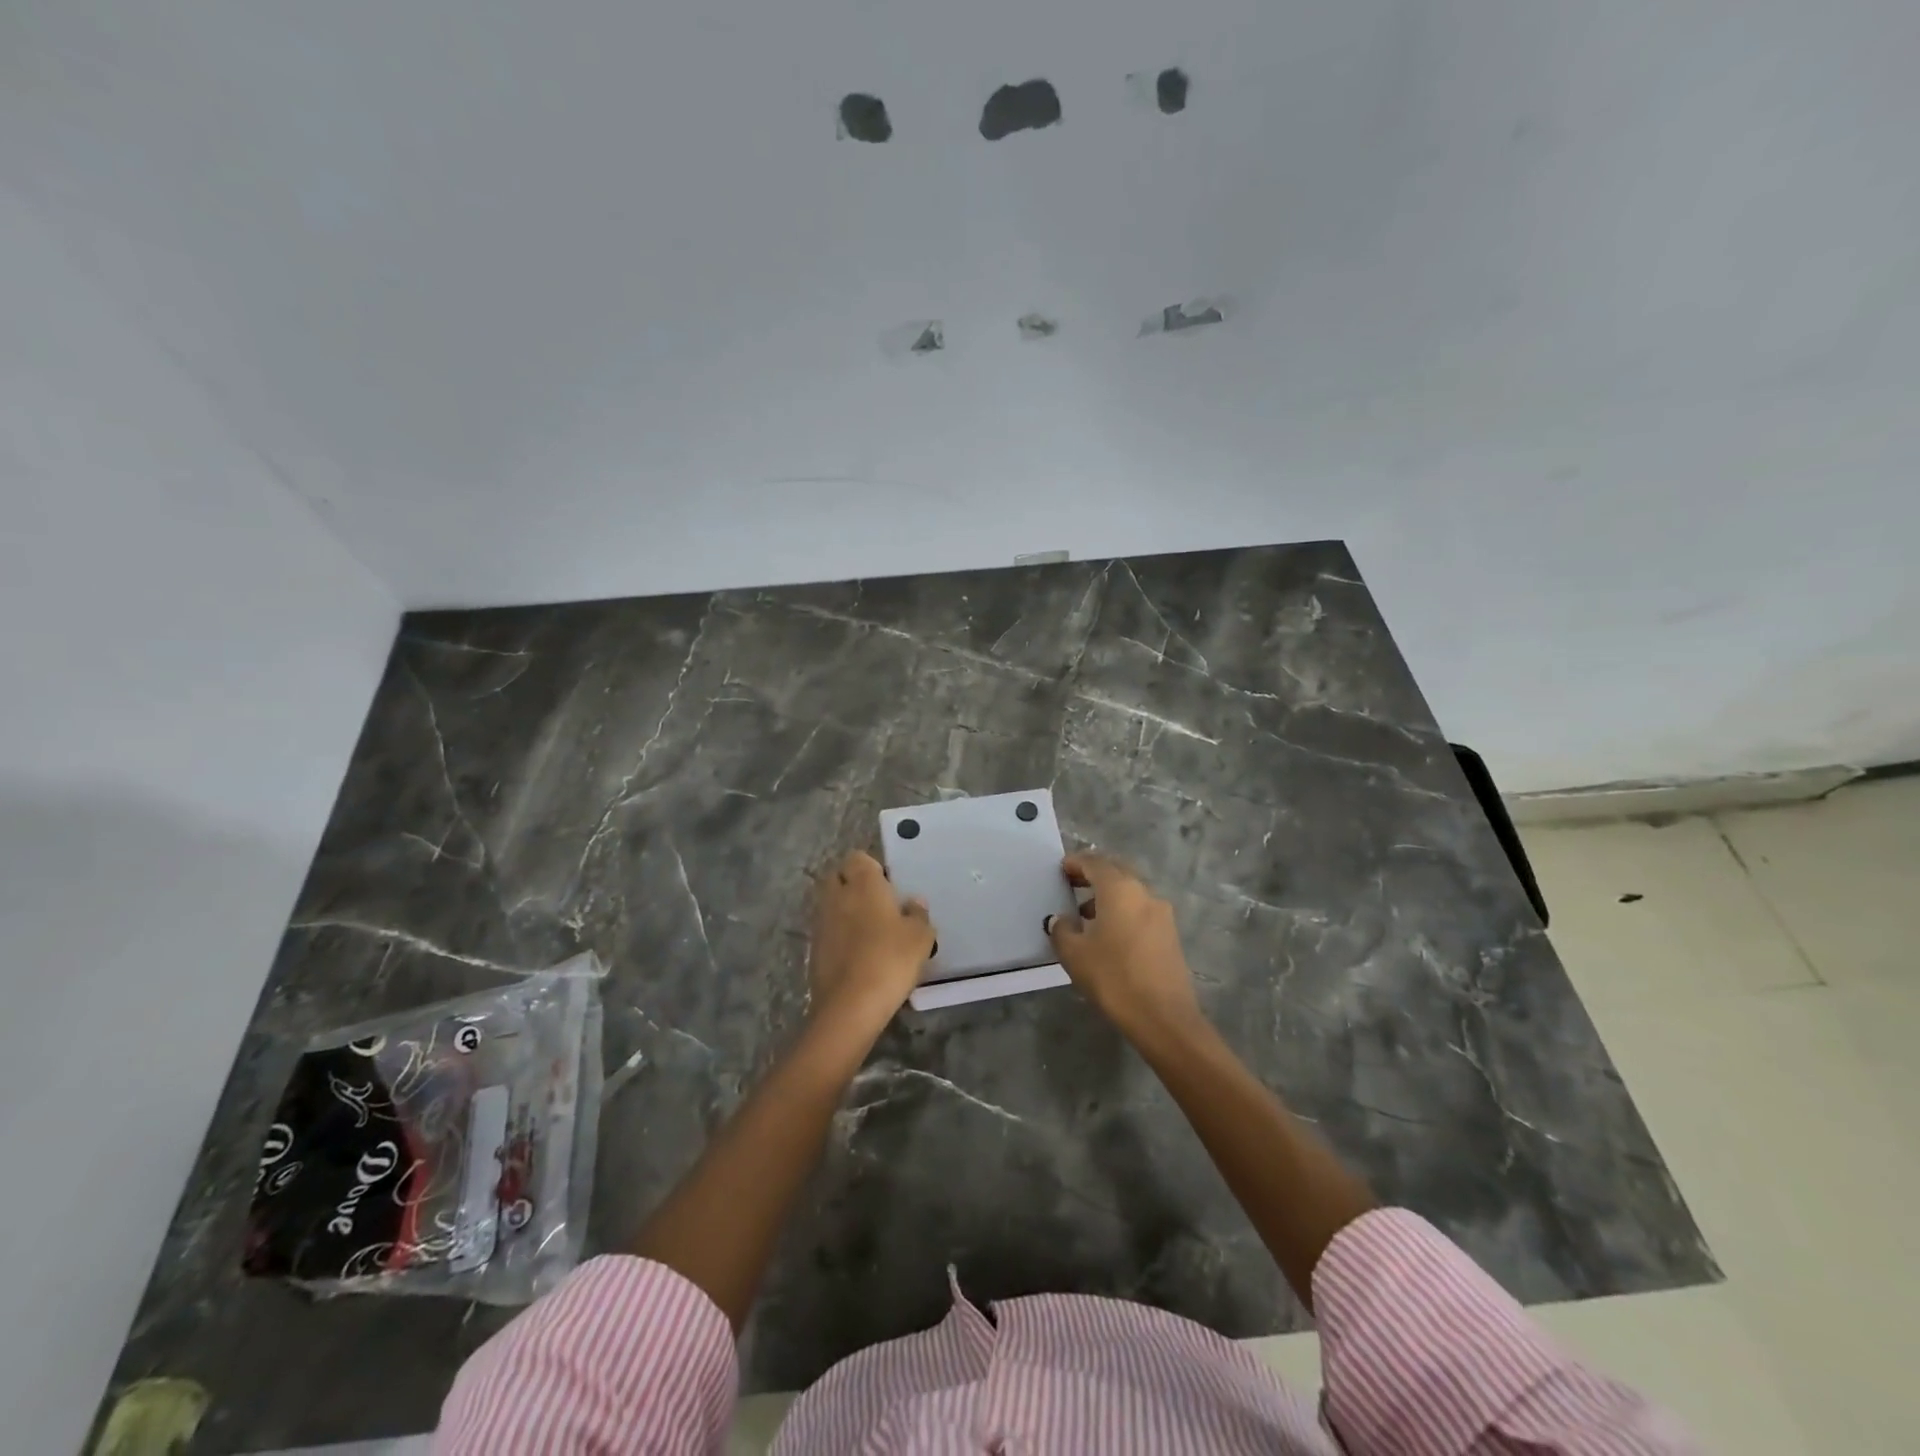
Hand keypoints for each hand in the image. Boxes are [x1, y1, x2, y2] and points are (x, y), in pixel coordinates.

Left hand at [808, 850, 934, 1028]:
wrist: (850, 1005)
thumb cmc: (890, 959)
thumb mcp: (920, 937)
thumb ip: (918, 914)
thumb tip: (913, 903)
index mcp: (863, 884)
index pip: (858, 858)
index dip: (872, 868)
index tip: (888, 885)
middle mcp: (836, 896)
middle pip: (838, 877)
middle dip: (853, 884)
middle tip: (879, 904)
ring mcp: (821, 922)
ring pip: (831, 904)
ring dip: (845, 910)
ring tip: (870, 931)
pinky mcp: (813, 949)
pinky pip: (827, 930)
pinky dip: (839, 935)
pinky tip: (858, 953)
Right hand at [1046, 854, 1203, 1041]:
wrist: (1164, 1018)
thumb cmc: (1114, 978)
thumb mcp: (1075, 954)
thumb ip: (1062, 930)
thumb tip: (1060, 919)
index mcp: (1120, 890)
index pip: (1095, 863)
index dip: (1076, 863)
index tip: (1061, 868)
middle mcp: (1144, 893)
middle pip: (1116, 872)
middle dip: (1094, 874)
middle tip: (1072, 883)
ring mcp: (1162, 913)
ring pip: (1131, 892)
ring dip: (1109, 895)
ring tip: (1086, 914)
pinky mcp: (1170, 934)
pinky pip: (1141, 910)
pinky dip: (1123, 911)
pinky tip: (1109, 934)